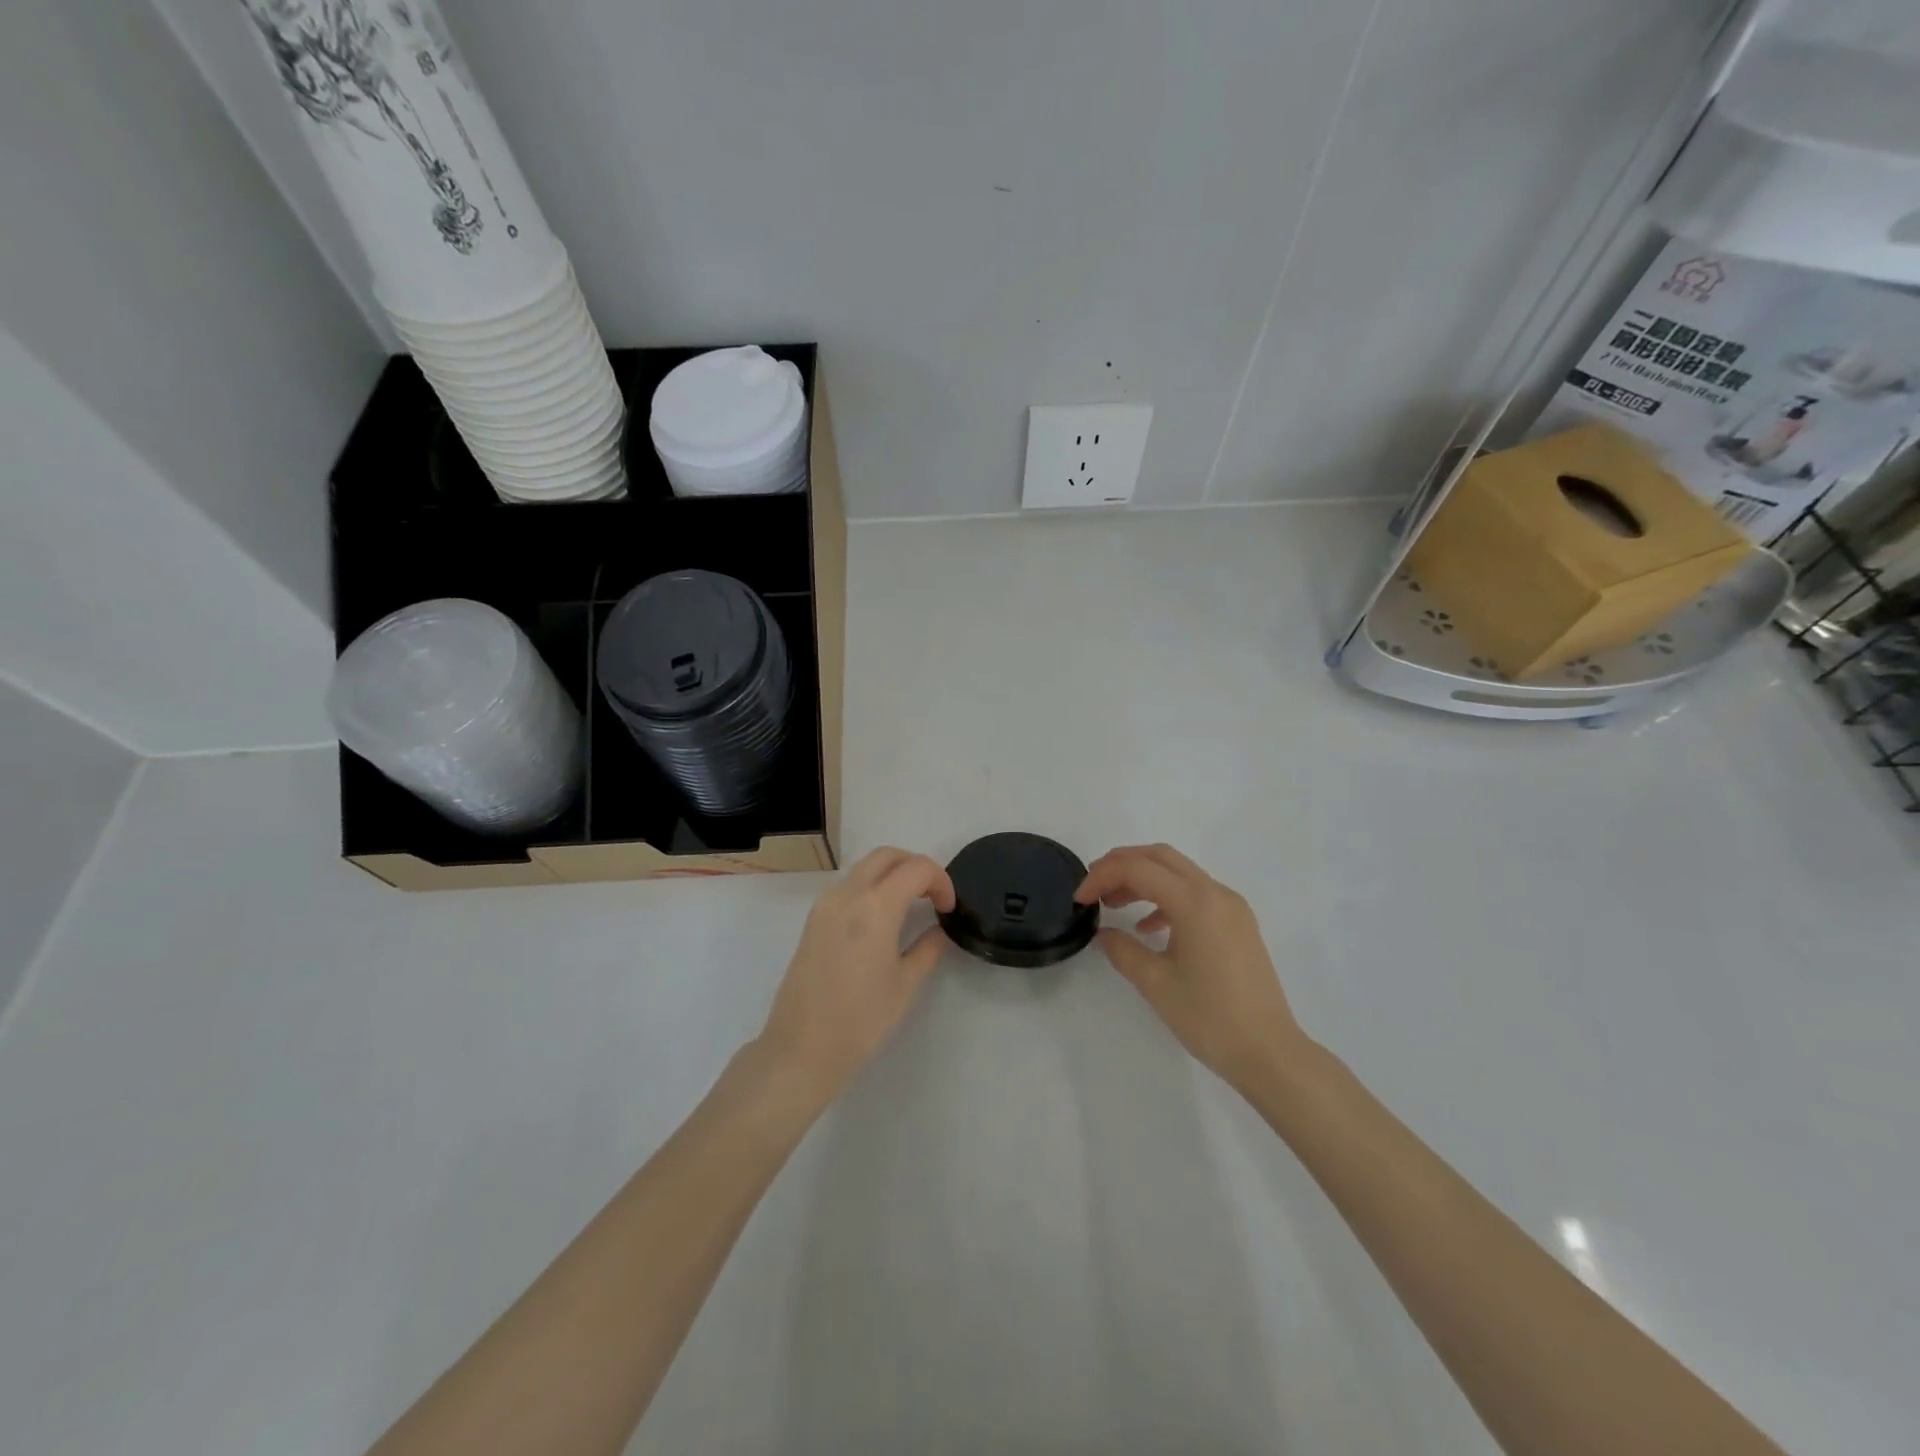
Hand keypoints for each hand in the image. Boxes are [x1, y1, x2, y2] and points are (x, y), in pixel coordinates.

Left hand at [756, 847, 955, 1105]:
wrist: (801, 1050)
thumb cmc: (860, 1021)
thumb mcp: (906, 985)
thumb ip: (928, 948)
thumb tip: (940, 929)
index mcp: (874, 907)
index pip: (916, 868)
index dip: (941, 881)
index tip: (948, 908)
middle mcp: (847, 895)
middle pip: (887, 856)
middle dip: (916, 866)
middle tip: (933, 897)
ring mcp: (825, 905)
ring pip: (864, 867)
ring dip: (892, 874)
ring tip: (912, 906)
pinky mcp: (813, 920)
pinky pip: (848, 886)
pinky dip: (872, 887)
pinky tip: (883, 919)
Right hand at [1077, 844, 1306, 1093]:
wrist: (1269, 1052)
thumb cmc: (1210, 1018)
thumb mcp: (1156, 984)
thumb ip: (1123, 950)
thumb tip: (1104, 933)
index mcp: (1195, 902)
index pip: (1138, 869)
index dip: (1102, 876)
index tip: (1080, 900)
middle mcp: (1216, 893)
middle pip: (1160, 857)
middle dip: (1121, 864)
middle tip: (1093, 885)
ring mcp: (1231, 907)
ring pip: (1178, 872)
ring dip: (1143, 879)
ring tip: (1114, 903)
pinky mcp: (1238, 923)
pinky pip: (1196, 893)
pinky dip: (1166, 898)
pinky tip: (1148, 927)